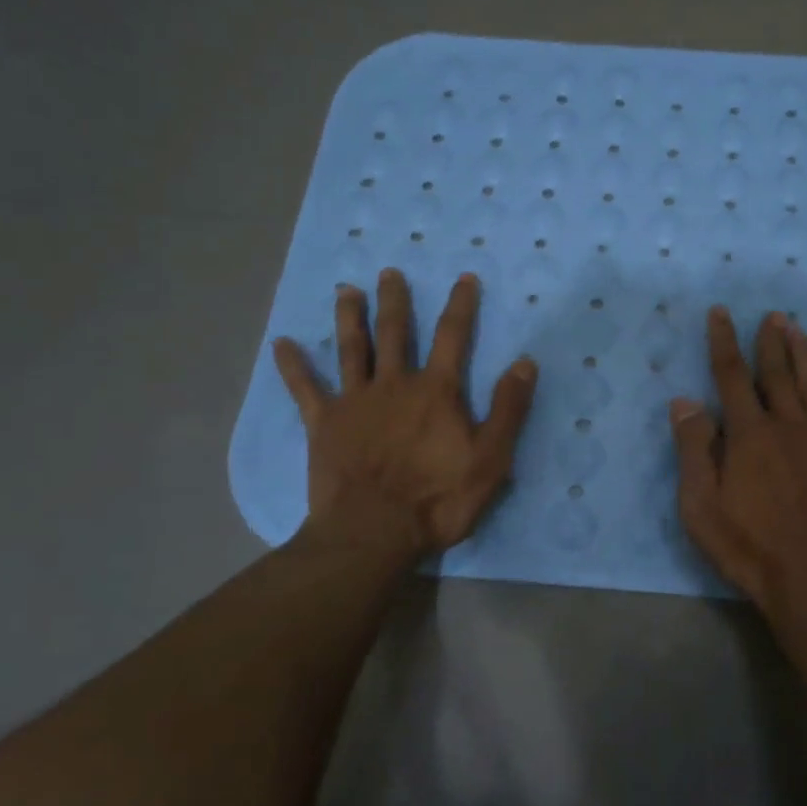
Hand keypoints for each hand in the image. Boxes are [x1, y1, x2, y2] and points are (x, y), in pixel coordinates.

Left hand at [272, 268, 537, 561]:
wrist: (373, 533)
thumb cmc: (437, 499)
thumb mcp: (491, 459)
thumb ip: (508, 409)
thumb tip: (524, 362)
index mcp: (436, 391)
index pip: (453, 337)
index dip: (461, 305)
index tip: (464, 278)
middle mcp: (394, 384)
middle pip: (395, 332)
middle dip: (395, 300)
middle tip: (389, 272)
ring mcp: (355, 402)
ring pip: (352, 349)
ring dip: (350, 317)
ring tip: (347, 290)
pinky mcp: (324, 425)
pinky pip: (305, 389)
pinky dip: (293, 366)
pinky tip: (282, 344)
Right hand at [670, 307, 806, 618]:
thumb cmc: (748, 548)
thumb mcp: (700, 506)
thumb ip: (693, 450)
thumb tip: (685, 401)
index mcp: (750, 435)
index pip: (732, 376)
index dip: (723, 341)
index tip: (721, 313)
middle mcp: (790, 427)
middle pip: (777, 374)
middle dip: (771, 342)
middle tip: (771, 315)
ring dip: (805, 356)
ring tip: (799, 330)